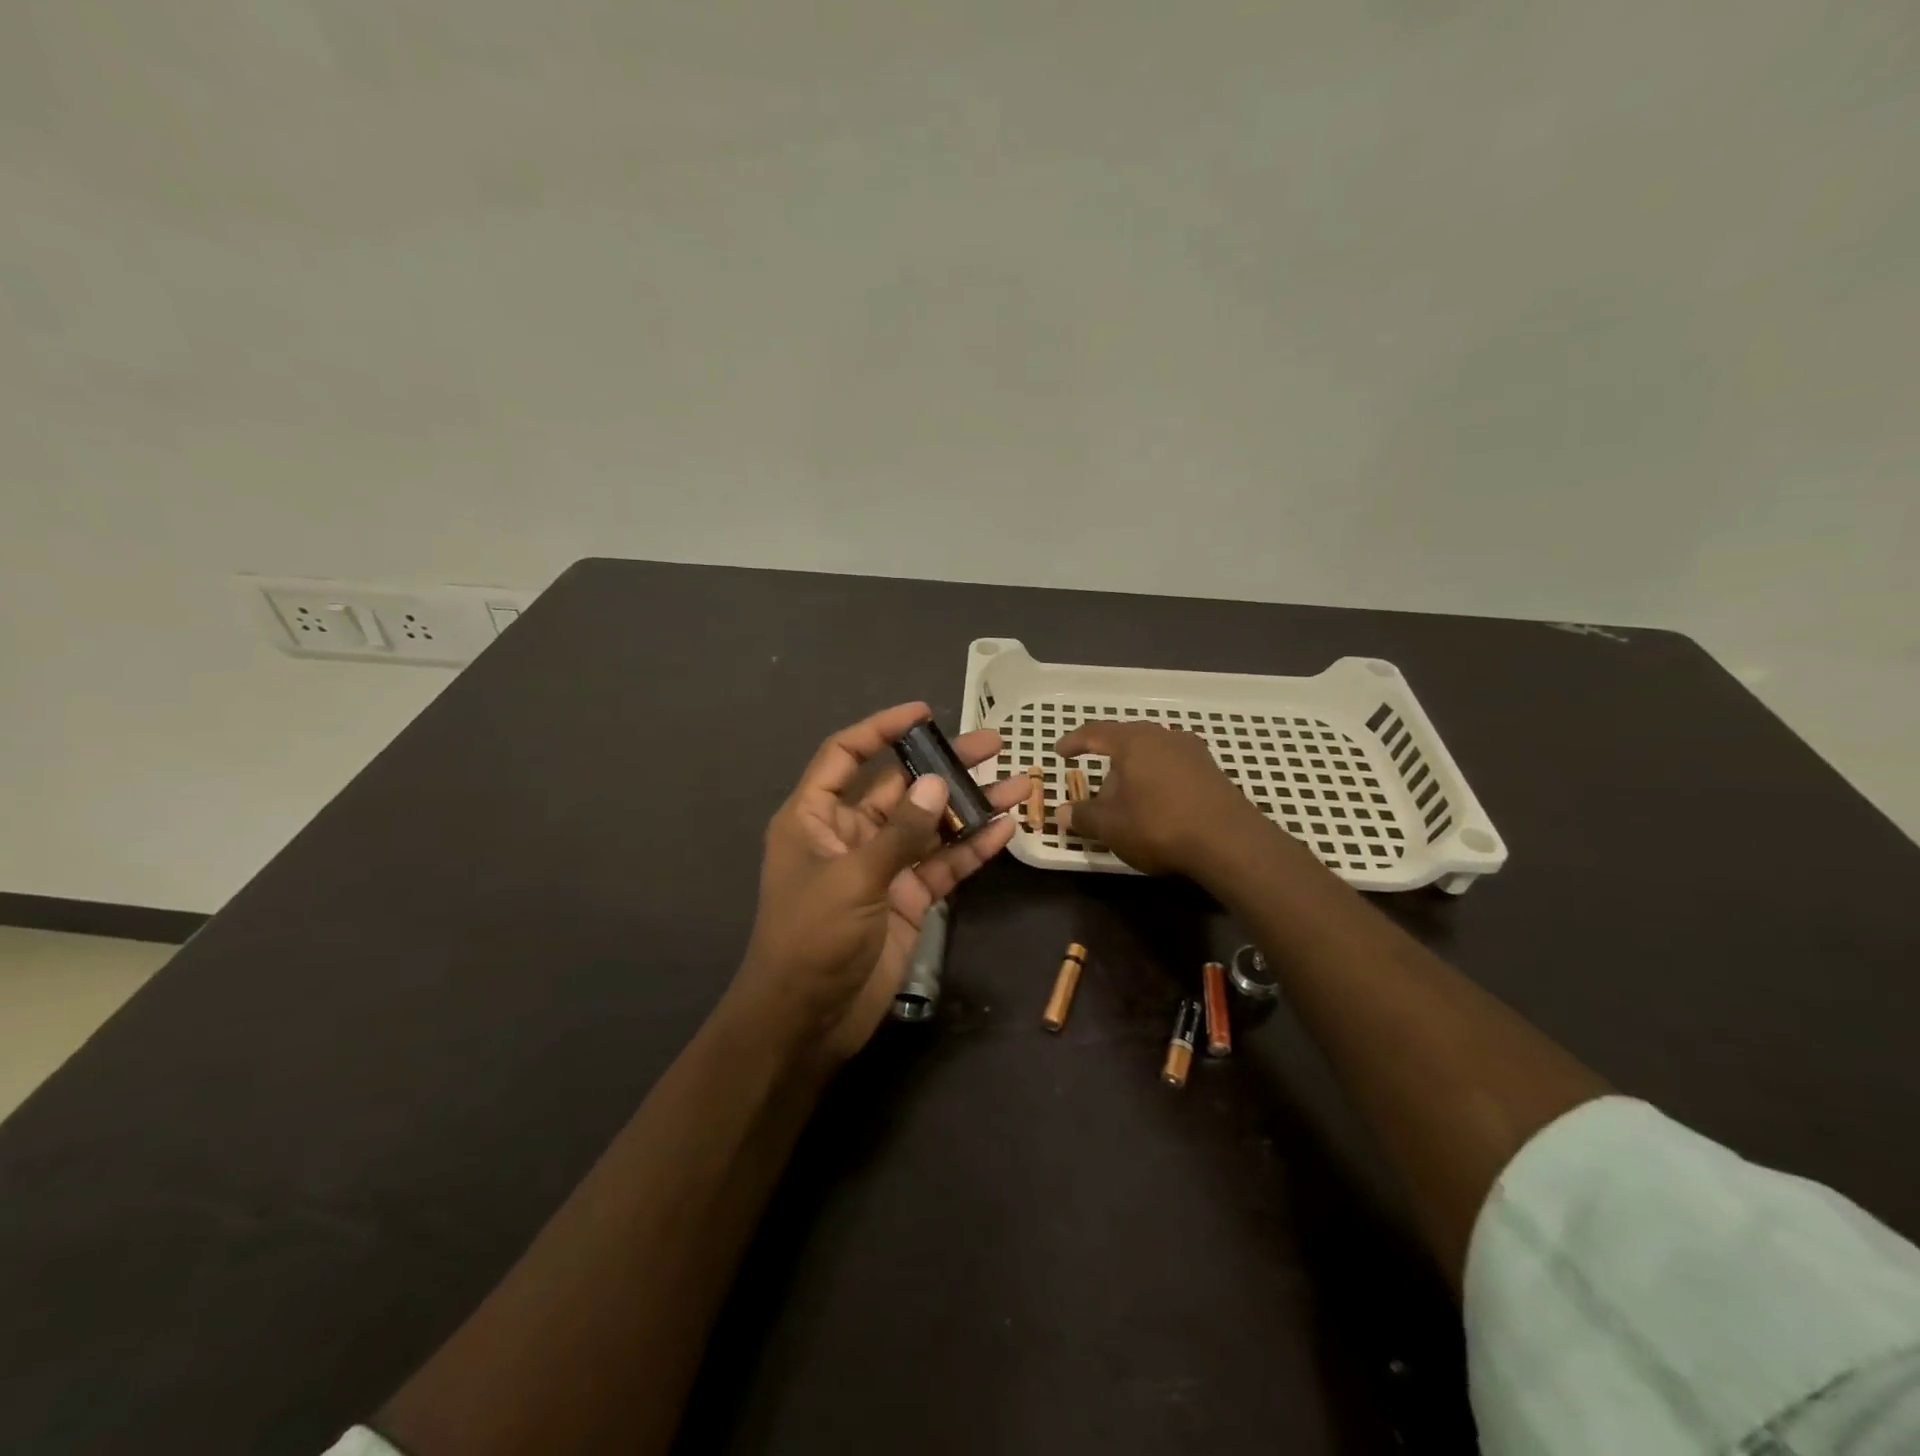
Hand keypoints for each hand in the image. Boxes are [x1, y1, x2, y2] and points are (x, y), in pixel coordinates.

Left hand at [732, 702, 1025, 1063]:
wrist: (807, 1021)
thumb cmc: (812, 939)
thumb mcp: (853, 878)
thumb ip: (899, 832)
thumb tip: (936, 783)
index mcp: (814, 817)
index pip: (845, 755)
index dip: (880, 729)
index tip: (923, 714)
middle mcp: (848, 834)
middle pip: (900, 787)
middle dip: (944, 766)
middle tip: (993, 745)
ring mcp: (881, 867)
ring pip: (930, 826)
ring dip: (969, 807)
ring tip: (1018, 784)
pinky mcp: (906, 899)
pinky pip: (941, 865)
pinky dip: (971, 849)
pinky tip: (1006, 830)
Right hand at [1055, 719, 1267, 876]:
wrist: (1230, 842)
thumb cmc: (1159, 825)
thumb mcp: (1111, 827)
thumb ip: (1084, 817)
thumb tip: (1063, 813)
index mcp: (1133, 742)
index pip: (1095, 732)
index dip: (1075, 742)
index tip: (1061, 752)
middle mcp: (1163, 737)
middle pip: (1127, 741)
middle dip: (1109, 761)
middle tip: (1097, 784)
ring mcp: (1192, 751)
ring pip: (1152, 754)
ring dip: (1136, 772)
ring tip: (1128, 798)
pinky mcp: (1212, 771)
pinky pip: (1173, 767)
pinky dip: (1158, 780)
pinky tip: (1157, 804)